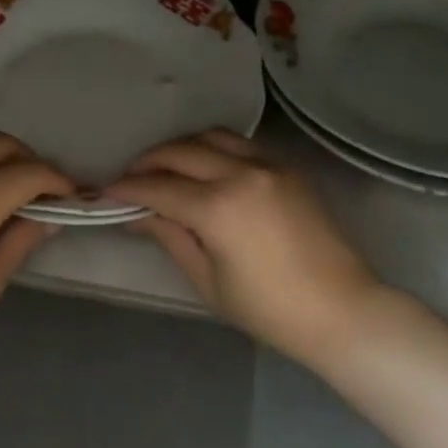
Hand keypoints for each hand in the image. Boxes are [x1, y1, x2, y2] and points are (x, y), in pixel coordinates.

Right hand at [107, 130, 380, 364]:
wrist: (342, 310)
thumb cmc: (269, 310)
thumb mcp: (208, 279)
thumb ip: (169, 236)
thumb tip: (136, 213)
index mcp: (219, 208)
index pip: (158, 187)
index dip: (126, 188)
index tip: (105, 192)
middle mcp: (242, 173)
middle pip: (180, 152)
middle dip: (148, 162)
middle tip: (129, 178)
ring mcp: (269, 165)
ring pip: (211, 137)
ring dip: (181, 148)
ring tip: (165, 167)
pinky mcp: (287, 167)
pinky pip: (240, 144)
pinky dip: (213, 149)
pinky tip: (205, 168)